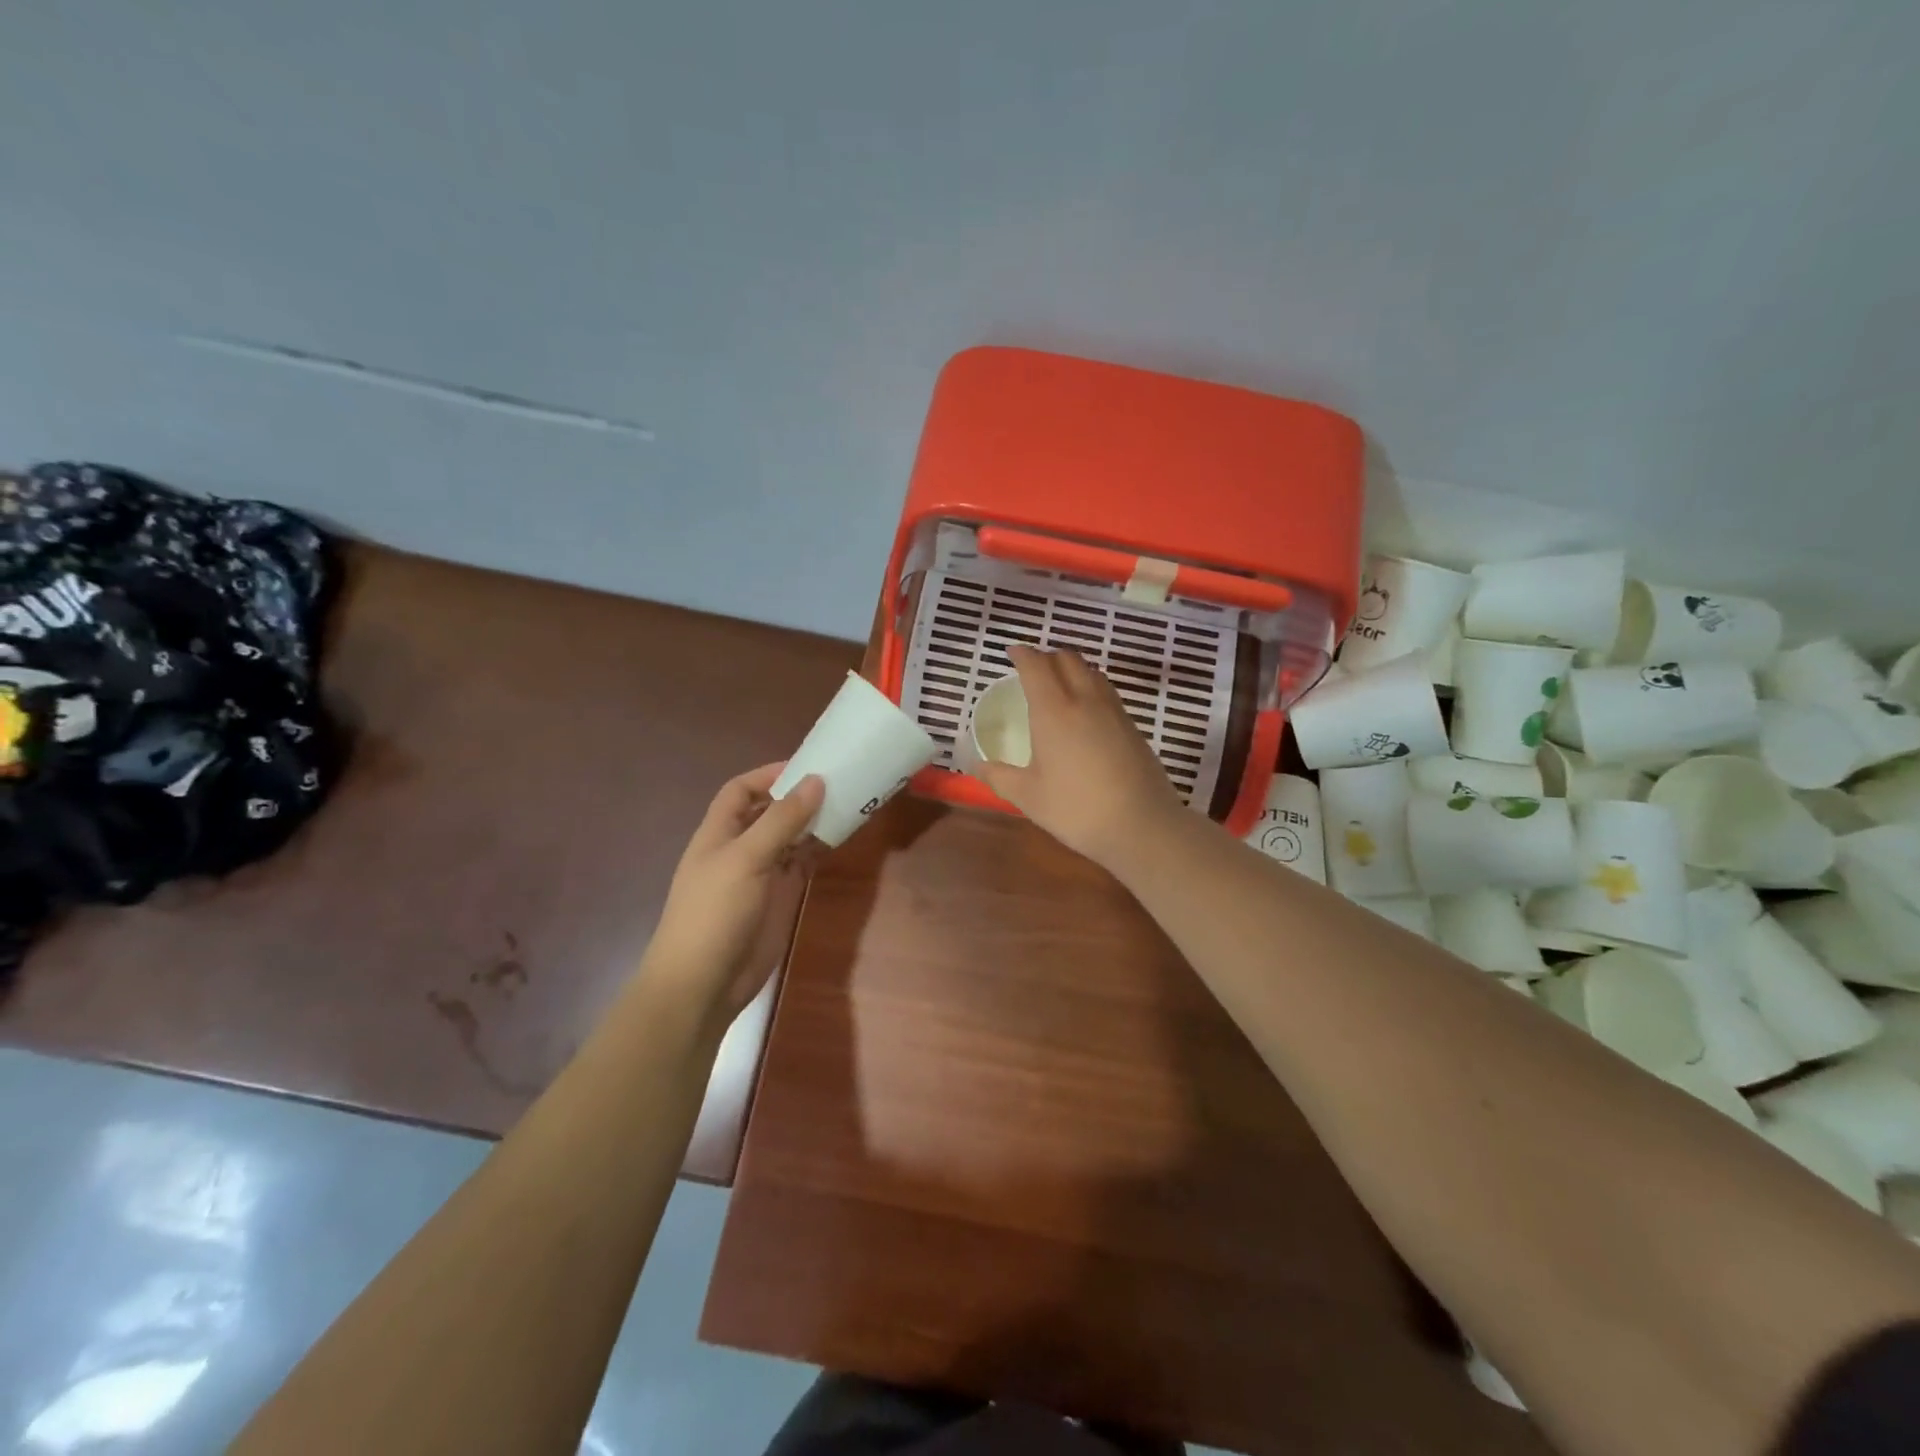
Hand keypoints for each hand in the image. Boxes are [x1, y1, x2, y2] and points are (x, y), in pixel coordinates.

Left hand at [644, 764, 825, 1027]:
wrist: (704, 983)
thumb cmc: (714, 913)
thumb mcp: (745, 859)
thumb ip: (781, 820)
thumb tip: (815, 780)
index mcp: (719, 832)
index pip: (741, 790)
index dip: (769, 775)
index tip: (807, 766)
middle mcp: (741, 847)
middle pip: (770, 811)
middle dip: (799, 795)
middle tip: (839, 780)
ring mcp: (762, 873)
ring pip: (791, 836)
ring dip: (814, 820)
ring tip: (849, 802)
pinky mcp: (781, 896)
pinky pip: (803, 863)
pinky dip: (820, 848)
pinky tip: (842, 835)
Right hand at [973, 646, 1185, 870]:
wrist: (1141, 825)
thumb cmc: (1076, 809)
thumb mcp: (1028, 797)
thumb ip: (999, 777)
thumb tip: (976, 766)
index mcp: (1054, 711)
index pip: (1036, 666)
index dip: (1022, 654)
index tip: (1012, 652)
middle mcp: (1085, 700)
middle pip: (1067, 659)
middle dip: (1047, 656)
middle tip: (1032, 668)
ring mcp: (1113, 710)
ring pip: (1091, 671)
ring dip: (1072, 668)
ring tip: (1058, 684)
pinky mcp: (1132, 725)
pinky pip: (1106, 691)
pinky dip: (1090, 685)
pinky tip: (1085, 710)